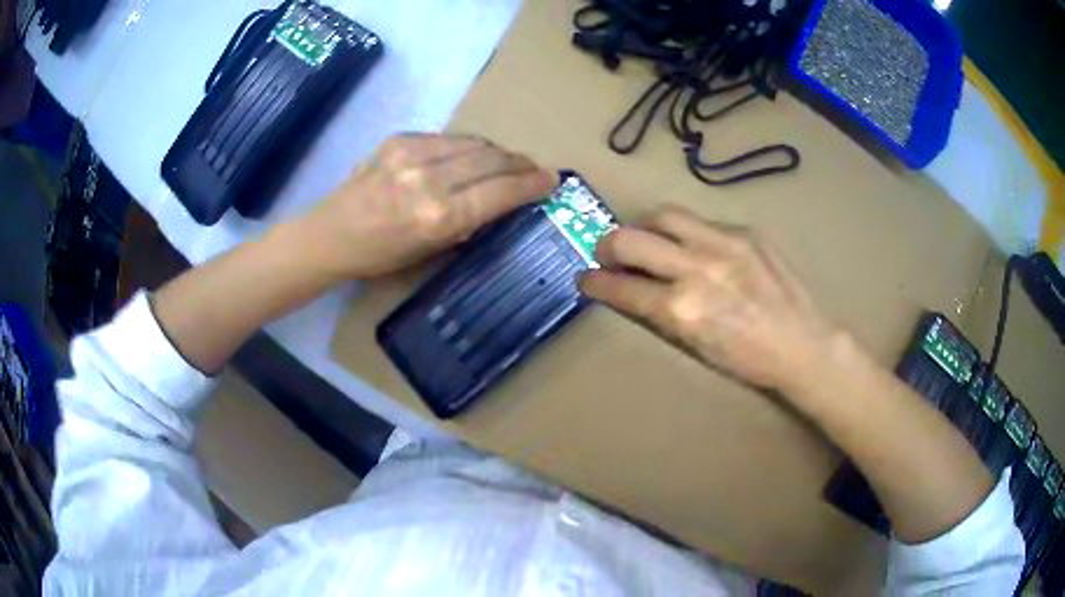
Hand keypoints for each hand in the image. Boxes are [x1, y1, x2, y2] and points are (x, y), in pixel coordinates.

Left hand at [299, 133, 556, 279]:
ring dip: (497, 152)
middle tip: (535, 169)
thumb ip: (467, 222)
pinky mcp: (399, 139)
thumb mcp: (429, 251)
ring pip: (474, 143)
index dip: (532, 184)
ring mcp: (412, 154)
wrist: (330, 234)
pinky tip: (470, 155)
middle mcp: (429, 180)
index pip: (500, 192)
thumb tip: (498, 202)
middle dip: (520, 163)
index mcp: (438, 217)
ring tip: (507, 161)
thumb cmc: (379, 256)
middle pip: (492, 160)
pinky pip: (448, 137)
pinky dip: (467, 146)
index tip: (552, 180)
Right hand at [579, 205, 842, 392]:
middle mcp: (698, 269)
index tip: (585, 279)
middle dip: (608, 246)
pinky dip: (686, 233)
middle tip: (609, 254)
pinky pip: (701, 222)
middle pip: (630, 239)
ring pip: (664, 215)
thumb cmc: (749, 360)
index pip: (621, 287)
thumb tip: (632, 290)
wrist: (804, 344)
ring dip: (644, 227)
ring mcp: (724, 244)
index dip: (595, 283)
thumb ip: (661, 313)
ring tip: (647, 239)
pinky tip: (695, 248)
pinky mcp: (745, 231)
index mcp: (683, 309)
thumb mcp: (696, 347)